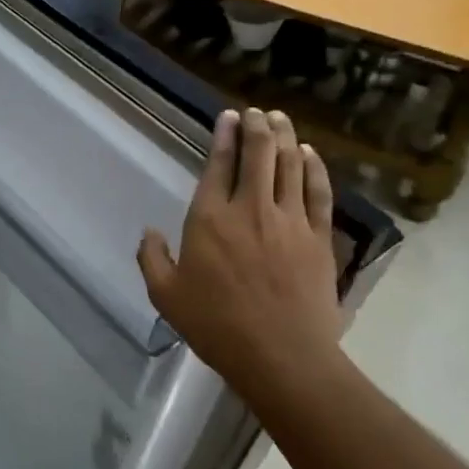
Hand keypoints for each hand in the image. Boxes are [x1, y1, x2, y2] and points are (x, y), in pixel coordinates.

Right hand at [138, 109, 342, 398]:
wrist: (281, 356)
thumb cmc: (216, 326)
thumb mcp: (166, 296)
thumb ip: (152, 259)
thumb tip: (149, 232)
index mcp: (210, 220)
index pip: (218, 166)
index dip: (223, 137)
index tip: (228, 116)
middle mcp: (251, 209)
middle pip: (258, 155)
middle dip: (257, 127)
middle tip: (256, 112)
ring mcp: (290, 221)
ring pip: (289, 166)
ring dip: (284, 138)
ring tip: (280, 119)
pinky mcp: (319, 238)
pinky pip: (318, 193)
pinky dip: (313, 169)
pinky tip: (309, 154)